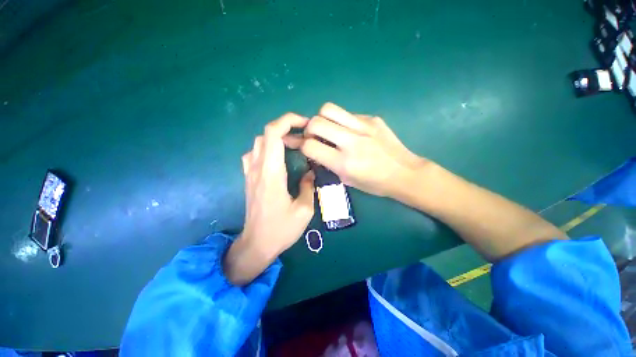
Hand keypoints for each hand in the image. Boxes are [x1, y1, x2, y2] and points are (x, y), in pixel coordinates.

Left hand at [224, 113, 314, 285]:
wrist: (257, 244)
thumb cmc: (281, 229)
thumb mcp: (304, 210)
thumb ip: (309, 187)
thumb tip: (311, 172)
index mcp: (272, 173)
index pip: (273, 134)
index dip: (288, 121)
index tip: (305, 124)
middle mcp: (258, 168)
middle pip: (266, 134)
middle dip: (286, 128)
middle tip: (304, 139)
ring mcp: (250, 173)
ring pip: (259, 142)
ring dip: (276, 138)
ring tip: (293, 147)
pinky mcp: (249, 179)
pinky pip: (254, 154)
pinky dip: (266, 148)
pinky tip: (277, 158)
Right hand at [286, 102, 426, 197]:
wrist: (404, 173)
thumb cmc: (374, 183)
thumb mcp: (347, 180)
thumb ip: (328, 163)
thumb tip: (313, 149)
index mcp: (344, 163)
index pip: (309, 146)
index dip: (302, 146)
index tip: (307, 148)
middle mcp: (351, 141)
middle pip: (316, 122)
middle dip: (309, 129)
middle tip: (315, 137)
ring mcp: (363, 126)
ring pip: (328, 109)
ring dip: (322, 119)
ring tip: (329, 129)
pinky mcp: (372, 118)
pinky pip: (347, 113)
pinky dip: (341, 121)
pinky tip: (349, 130)